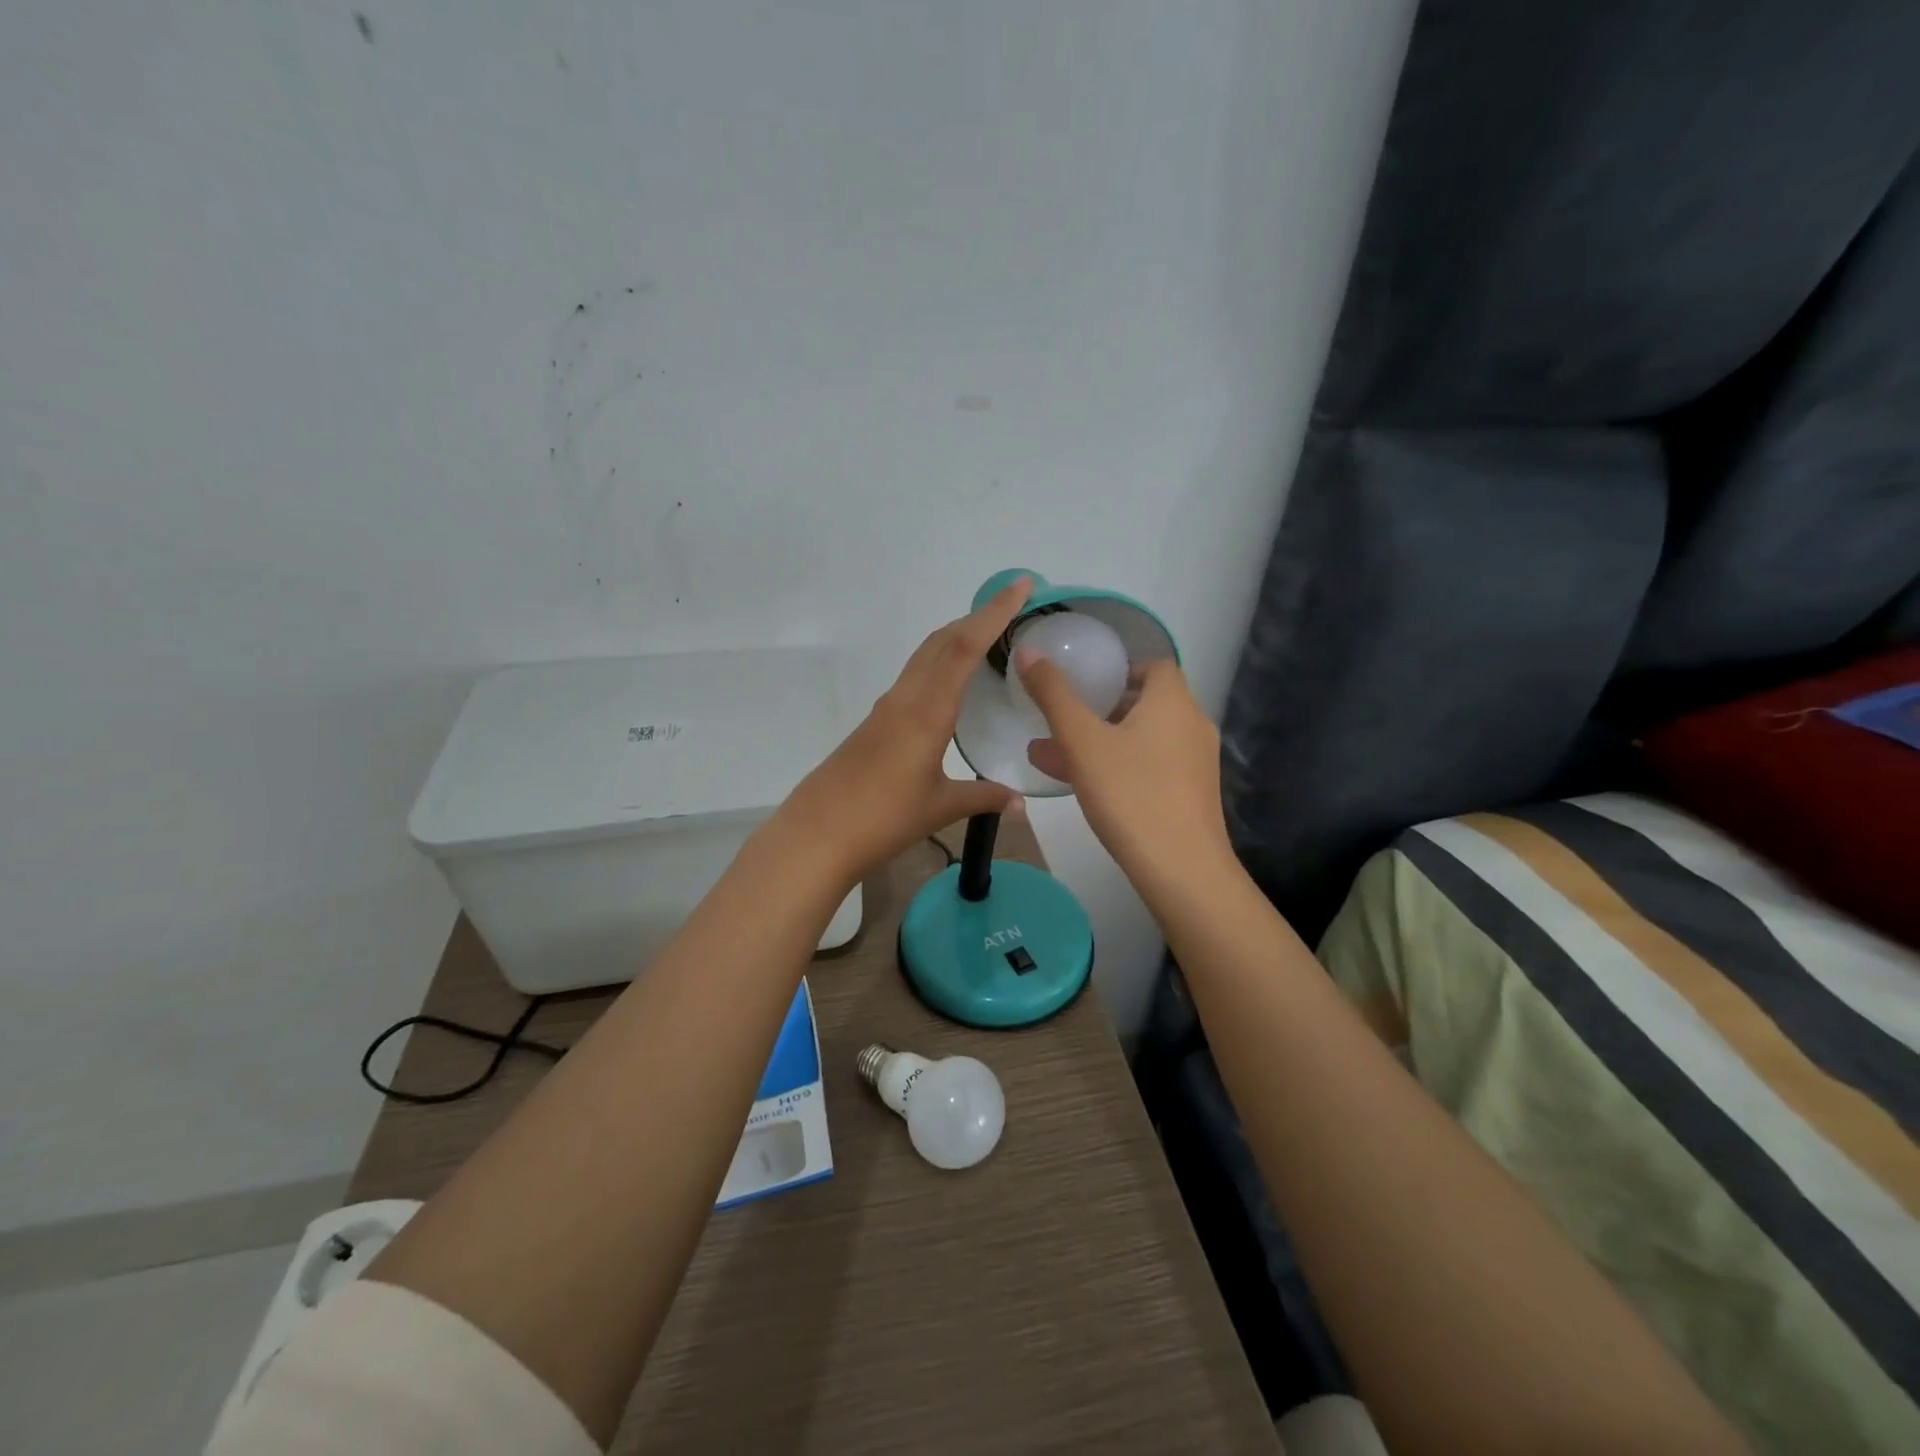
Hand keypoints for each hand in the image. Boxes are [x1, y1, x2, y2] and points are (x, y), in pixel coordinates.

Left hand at [775, 577, 1033, 882]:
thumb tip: (1020, 803)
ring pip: (924, 657)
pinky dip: (938, 666)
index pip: (965, 647)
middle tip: (1010, 609)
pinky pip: (913, 679)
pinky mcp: (874, 724)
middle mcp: (905, 699)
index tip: (1020, 585)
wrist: (817, 834)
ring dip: (955, 639)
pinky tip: (949, 688)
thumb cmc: (883, 818)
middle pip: (941, 641)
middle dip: (976, 618)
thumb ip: (983, 798)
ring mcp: (885, 709)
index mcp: (927, 711)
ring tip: (986, 641)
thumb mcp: (940, 807)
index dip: (994, 613)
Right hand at [1018, 651, 1231, 890]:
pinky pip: (1152, 767)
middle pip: (1147, 702)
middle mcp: (1192, 725)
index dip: (1120, 668)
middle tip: (1064, 719)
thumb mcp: (1081, 740)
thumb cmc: (1130, 793)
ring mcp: (1195, 763)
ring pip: (1144, 739)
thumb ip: (1053, 694)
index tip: (1086, 683)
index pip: (1154, 665)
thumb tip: (1027, 650)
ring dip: (1104, 740)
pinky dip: (1121, 766)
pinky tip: (1084, 786)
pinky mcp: (1192, 795)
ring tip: (1055, 755)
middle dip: (1102, 708)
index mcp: (1173, 702)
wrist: (1182, 869)